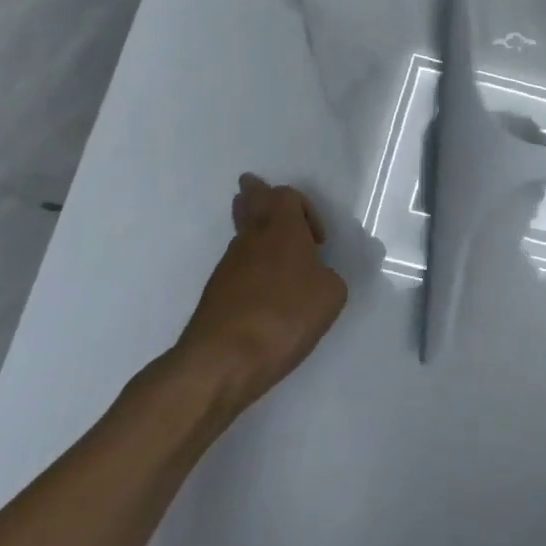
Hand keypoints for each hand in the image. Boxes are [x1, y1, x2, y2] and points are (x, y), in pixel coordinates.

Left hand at [173, 176, 347, 419]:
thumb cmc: (284, 315)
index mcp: (282, 229)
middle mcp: (251, 240)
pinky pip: (236, 269)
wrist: (222, 360)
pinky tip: (260, 288)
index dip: (304, 208)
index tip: (318, 240)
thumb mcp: (331, 295)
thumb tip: (318, 277)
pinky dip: (248, 269)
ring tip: (264, 241)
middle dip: (254, 195)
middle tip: (251, 185)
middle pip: (250, 204)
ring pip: (241, 237)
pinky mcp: (214, 297)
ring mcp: (227, 268)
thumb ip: (329, 276)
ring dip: (253, 234)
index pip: (285, 195)